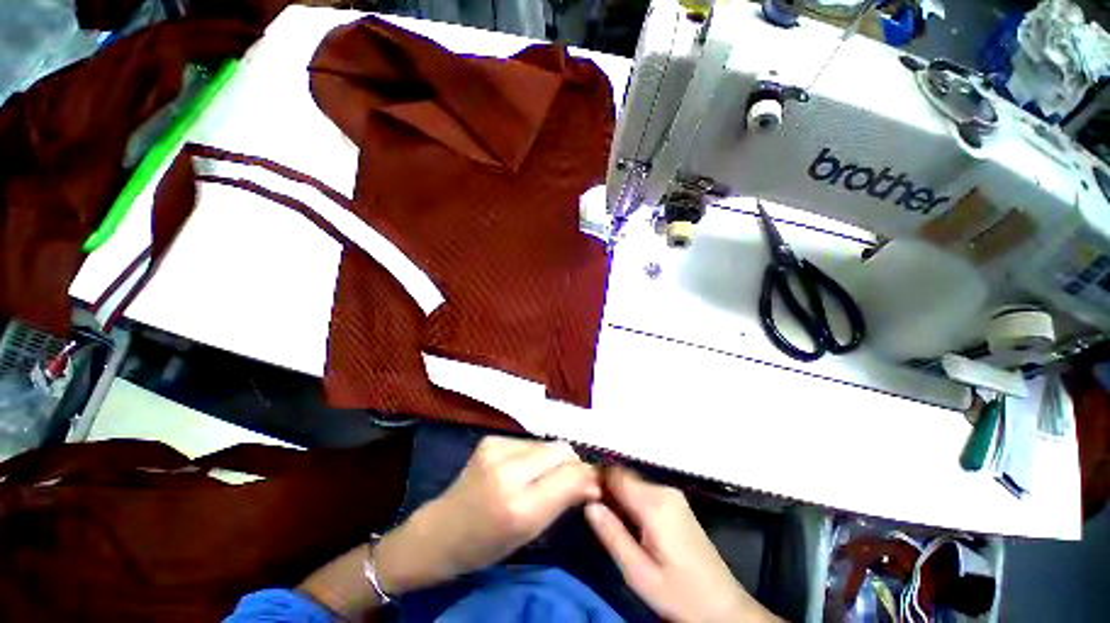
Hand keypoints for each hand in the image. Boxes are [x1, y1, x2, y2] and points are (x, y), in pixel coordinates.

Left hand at [375, 436, 600, 593]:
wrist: (442, 530)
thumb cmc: (487, 543)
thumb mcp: (530, 532)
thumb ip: (564, 501)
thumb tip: (594, 481)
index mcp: (518, 505)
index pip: (569, 474)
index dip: (588, 475)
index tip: (596, 482)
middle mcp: (507, 469)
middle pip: (561, 449)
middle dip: (572, 463)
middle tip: (571, 479)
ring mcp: (496, 448)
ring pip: (547, 443)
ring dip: (553, 458)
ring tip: (543, 476)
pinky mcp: (490, 439)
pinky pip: (529, 441)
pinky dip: (536, 453)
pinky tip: (524, 468)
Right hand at [585, 467, 780, 622]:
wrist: (724, 608)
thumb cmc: (680, 594)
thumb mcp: (639, 573)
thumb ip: (612, 535)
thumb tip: (589, 503)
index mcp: (654, 504)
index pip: (616, 474)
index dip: (596, 478)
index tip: (579, 490)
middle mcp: (664, 491)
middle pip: (625, 477)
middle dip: (606, 488)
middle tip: (590, 508)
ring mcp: (673, 496)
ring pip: (634, 484)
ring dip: (618, 495)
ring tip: (605, 517)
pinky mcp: (677, 504)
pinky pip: (645, 492)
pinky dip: (631, 501)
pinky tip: (626, 521)